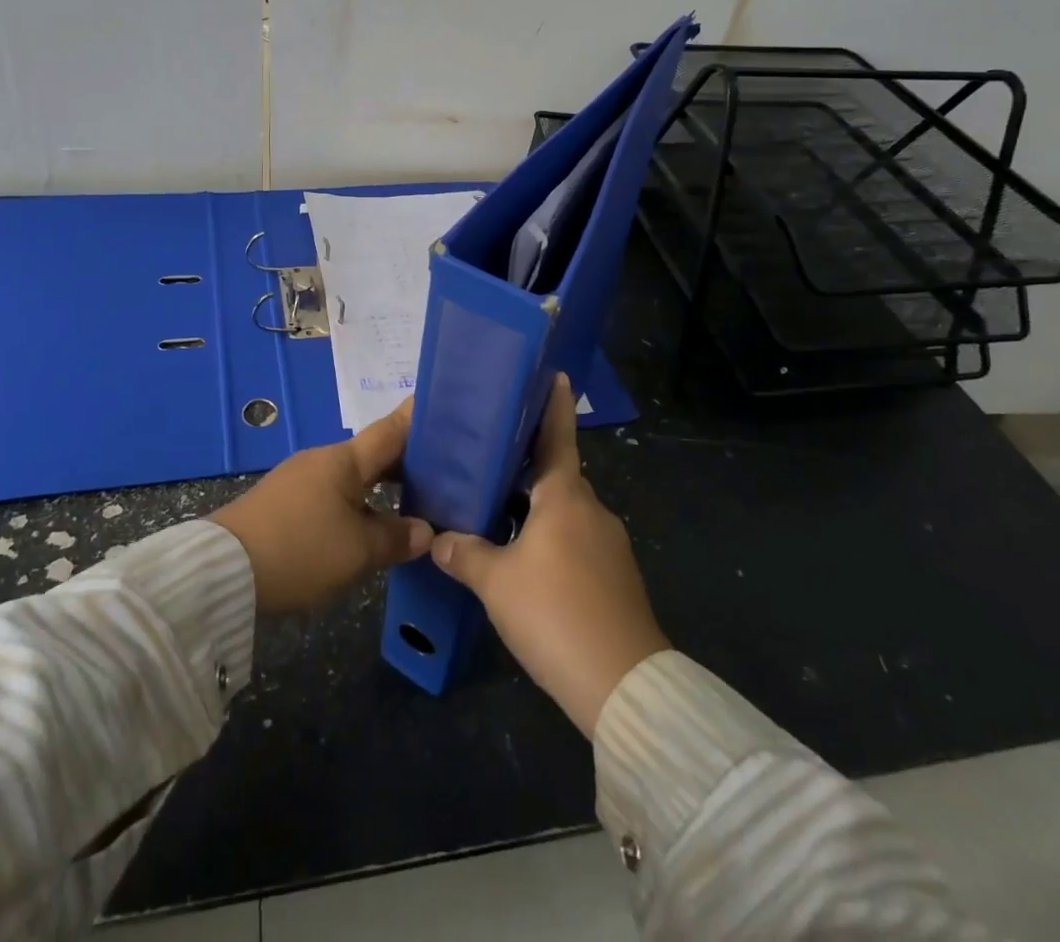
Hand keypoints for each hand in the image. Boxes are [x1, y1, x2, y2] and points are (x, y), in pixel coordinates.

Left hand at [212, 401, 432, 613]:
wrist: (223, 571)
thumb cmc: (301, 549)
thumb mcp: (357, 551)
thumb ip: (396, 538)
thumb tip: (425, 531)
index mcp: (344, 460)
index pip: (390, 430)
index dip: (416, 418)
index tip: (441, 405)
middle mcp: (323, 460)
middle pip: (372, 454)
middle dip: (406, 462)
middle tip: (443, 471)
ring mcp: (299, 479)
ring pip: (352, 476)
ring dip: (380, 485)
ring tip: (412, 501)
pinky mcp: (283, 503)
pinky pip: (332, 493)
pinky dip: (357, 501)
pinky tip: (367, 523)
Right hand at [431, 374, 668, 735]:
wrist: (622, 685)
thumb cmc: (554, 613)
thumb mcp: (496, 582)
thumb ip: (464, 554)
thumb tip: (438, 539)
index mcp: (565, 497)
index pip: (558, 436)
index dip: (554, 405)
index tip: (556, 375)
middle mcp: (592, 510)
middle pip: (556, 477)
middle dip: (525, 469)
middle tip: (487, 462)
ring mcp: (609, 545)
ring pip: (564, 514)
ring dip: (535, 511)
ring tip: (495, 515)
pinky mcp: (616, 578)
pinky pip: (576, 544)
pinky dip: (550, 541)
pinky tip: (525, 563)